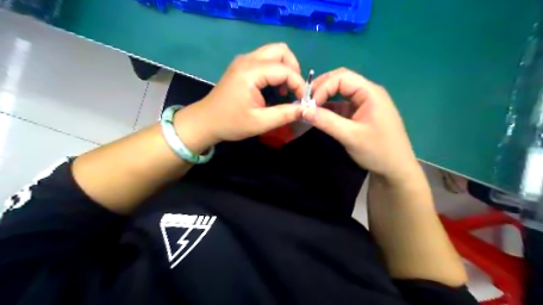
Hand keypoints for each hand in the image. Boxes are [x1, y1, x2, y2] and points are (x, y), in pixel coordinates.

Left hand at [177, 43, 306, 152]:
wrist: (205, 121)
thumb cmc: (231, 123)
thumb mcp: (260, 123)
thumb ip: (285, 114)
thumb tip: (305, 109)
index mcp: (251, 72)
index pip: (284, 69)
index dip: (298, 84)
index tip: (303, 100)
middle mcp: (248, 60)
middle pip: (281, 51)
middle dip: (293, 70)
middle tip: (294, 91)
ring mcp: (244, 60)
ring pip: (274, 53)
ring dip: (285, 69)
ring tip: (284, 91)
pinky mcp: (242, 65)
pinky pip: (266, 60)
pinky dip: (275, 70)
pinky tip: (273, 88)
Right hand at [305, 68, 419, 182]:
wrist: (396, 168)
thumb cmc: (377, 151)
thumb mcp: (350, 136)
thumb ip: (326, 121)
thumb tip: (303, 110)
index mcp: (370, 92)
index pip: (342, 77)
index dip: (323, 87)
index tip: (310, 105)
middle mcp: (368, 93)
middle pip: (342, 80)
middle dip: (322, 88)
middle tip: (306, 101)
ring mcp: (365, 103)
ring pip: (341, 92)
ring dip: (325, 97)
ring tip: (310, 107)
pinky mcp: (361, 113)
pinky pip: (343, 104)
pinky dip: (330, 108)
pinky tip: (320, 115)